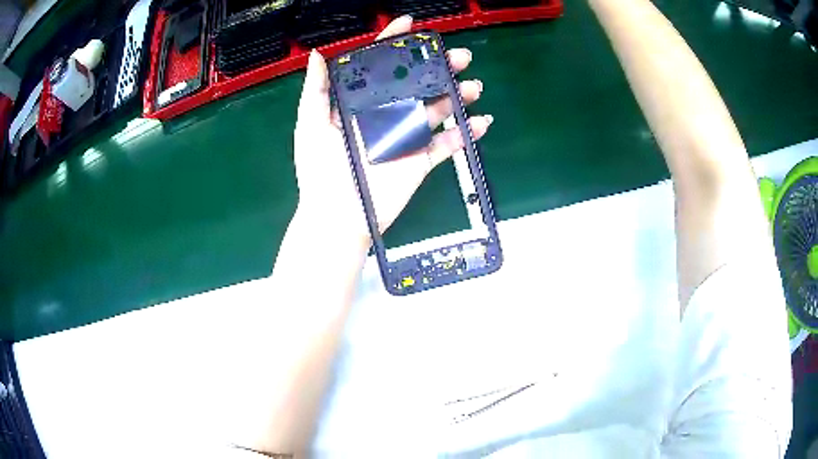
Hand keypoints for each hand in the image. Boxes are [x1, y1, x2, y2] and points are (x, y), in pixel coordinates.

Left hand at [293, 15, 492, 238]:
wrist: (337, 217)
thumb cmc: (319, 170)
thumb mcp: (309, 126)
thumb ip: (316, 90)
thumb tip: (316, 55)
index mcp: (360, 104)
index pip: (379, 67)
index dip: (393, 43)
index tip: (409, 25)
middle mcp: (386, 115)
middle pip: (417, 84)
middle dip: (439, 67)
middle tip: (458, 56)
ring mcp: (406, 137)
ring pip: (438, 110)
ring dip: (458, 96)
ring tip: (472, 86)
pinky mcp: (420, 161)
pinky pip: (447, 145)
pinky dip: (465, 134)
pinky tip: (480, 122)